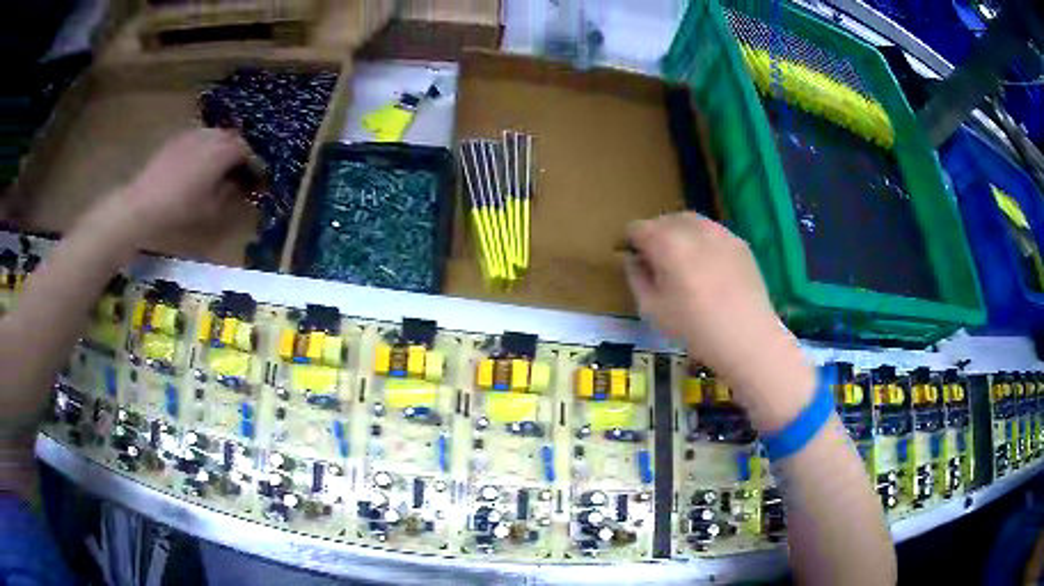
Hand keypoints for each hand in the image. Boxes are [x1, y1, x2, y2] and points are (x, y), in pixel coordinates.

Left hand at [93, 129, 257, 240]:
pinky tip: (199, 167)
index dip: (256, 167)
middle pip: (234, 140)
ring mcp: (193, 133)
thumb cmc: (179, 209)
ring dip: (223, 151)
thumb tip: (243, 189)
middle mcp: (212, 135)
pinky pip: (200, 139)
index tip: (259, 182)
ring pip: (216, 137)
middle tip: (241, 175)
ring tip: (220, 171)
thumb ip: (232, 195)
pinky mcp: (177, 138)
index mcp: (224, 150)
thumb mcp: (211, 209)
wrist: (141, 204)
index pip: (250, 152)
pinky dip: (206, 149)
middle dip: (240, 155)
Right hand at [624, 212, 813, 427]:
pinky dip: (702, 241)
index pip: (637, 227)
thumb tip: (633, 259)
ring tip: (682, 261)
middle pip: (664, 220)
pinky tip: (707, 267)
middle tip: (656, 262)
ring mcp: (719, 232)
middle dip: (655, 235)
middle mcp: (692, 228)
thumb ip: (636, 277)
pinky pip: (712, 232)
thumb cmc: (694, 328)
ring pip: (690, 221)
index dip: (630, 242)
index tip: (633, 260)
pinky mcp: (739, 242)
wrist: (748, 337)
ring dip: (679, 234)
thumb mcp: (652, 309)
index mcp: (666, 242)